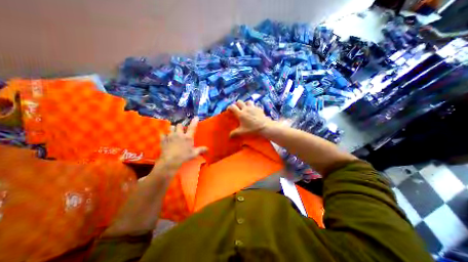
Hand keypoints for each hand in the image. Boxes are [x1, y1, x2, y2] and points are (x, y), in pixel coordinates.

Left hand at [158, 117, 207, 169]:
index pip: (192, 127)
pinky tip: (166, 138)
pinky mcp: (163, 139)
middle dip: (181, 126)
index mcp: (187, 137)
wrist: (170, 161)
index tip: (196, 117)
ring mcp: (170, 136)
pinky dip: (165, 135)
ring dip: (173, 129)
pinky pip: (163, 134)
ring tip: (174, 132)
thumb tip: (208, 149)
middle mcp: (179, 134)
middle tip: (181, 130)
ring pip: (171, 127)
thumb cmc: (184, 157)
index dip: (194, 121)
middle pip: (179, 125)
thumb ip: (201, 150)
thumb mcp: (194, 154)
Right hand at [227, 100, 272, 136]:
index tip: (229, 110)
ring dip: (246, 104)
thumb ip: (234, 133)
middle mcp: (246, 108)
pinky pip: (255, 105)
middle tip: (237, 109)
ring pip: (248, 101)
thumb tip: (229, 136)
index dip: (229, 107)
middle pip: (239, 102)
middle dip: (237, 104)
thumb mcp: (242, 132)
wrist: (264, 127)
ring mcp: (253, 107)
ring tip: (246, 108)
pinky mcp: (259, 108)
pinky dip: (253, 107)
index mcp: (240, 114)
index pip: (232, 107)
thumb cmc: (252, 129)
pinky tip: (254, 112)